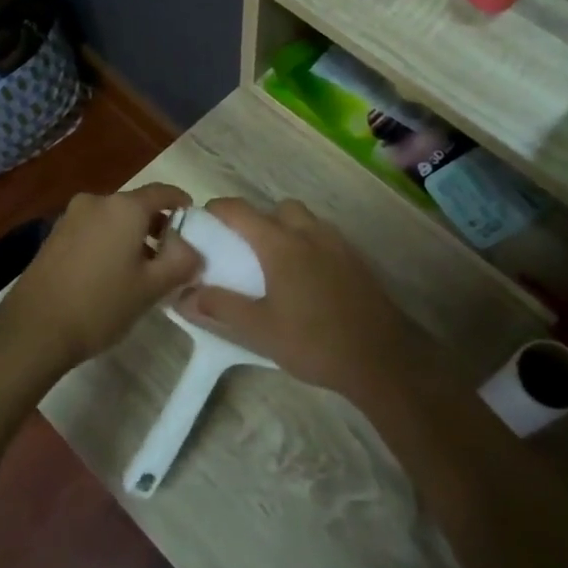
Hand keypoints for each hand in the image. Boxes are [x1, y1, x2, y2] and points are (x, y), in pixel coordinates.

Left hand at [0, 184, 201, 375]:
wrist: (34, 329)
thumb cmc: (101, 305)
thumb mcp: (152, 287)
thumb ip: (182, 262)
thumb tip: (193, 251)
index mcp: (124, 207)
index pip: (163, 192)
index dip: (182, 204)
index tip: (194, 222)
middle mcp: (96, 201)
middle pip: (137, 206)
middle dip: (157, 227)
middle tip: (172, 257)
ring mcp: (70, 217)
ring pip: (113, 220)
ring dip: (132, 237)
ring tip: (143, 271)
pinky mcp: (54, 236)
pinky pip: (93, 231)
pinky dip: (109, 243)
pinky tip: (112, 275)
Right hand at [175, 197, 432, 397]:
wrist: (382, 359)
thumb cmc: (314, 342)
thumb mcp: (259, 330)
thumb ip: (221, 307)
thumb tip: (185, 296)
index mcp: (281, 244)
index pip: (241, 211)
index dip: (218, 210)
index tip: (202, 221)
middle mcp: (310, 234)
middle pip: (278, 209)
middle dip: (258, 219)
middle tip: (244, 248)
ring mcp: (338, 245)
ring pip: (306, 221)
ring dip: (286, 230)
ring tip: (274, 264)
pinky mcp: (357, 261)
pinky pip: (325, 238)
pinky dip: (309, 245)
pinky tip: (306, 279)